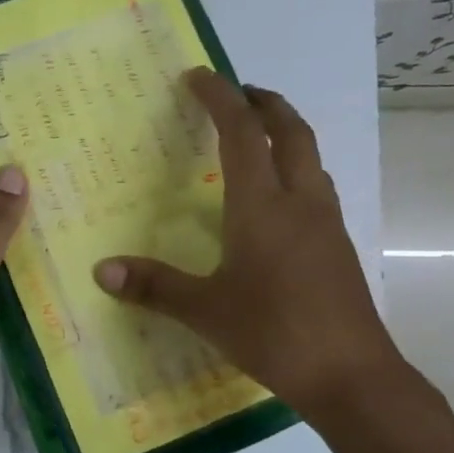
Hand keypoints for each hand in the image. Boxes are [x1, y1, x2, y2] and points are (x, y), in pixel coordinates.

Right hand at [94, 69, 409, 426]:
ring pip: (310, 158)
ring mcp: (325, 223)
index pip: (242, 133)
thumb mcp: (205, 311)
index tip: (198, 76)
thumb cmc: (274, 333)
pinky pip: (316, 187)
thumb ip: (154, 286)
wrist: (352, 376)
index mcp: (262, 206)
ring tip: (257, 137)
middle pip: (290, 131)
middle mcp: (299, 202)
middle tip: (237, 93)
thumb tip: (102, 269)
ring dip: (285, 134)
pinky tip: (276, 201)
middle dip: (264, 103)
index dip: (220, 98)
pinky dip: (295, 170)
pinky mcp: (337, 247)